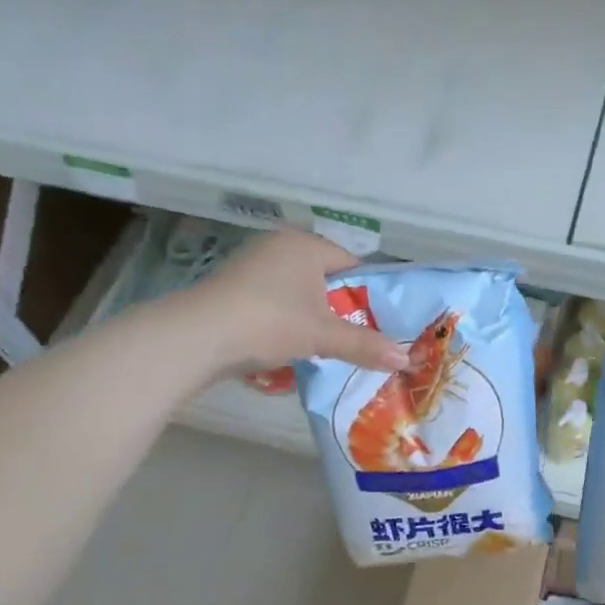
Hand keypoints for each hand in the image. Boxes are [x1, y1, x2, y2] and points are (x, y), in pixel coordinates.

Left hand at [179, 230, 406, 376]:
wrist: (198, 336)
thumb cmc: (270, 322)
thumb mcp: (323, 335)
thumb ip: (365, 345)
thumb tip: (407, 360)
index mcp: (306, 244)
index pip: (351, 264)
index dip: (367, 294)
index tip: (375, 322)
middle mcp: (279, 245)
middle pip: (324, 277)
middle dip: (338, 306)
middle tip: (352, 337)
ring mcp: (252, 263)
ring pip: (298, 289)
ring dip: (310, 314)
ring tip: (320, 344)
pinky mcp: (233, 285)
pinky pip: (273, 298)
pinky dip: (283, 317)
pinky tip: (284, 341)